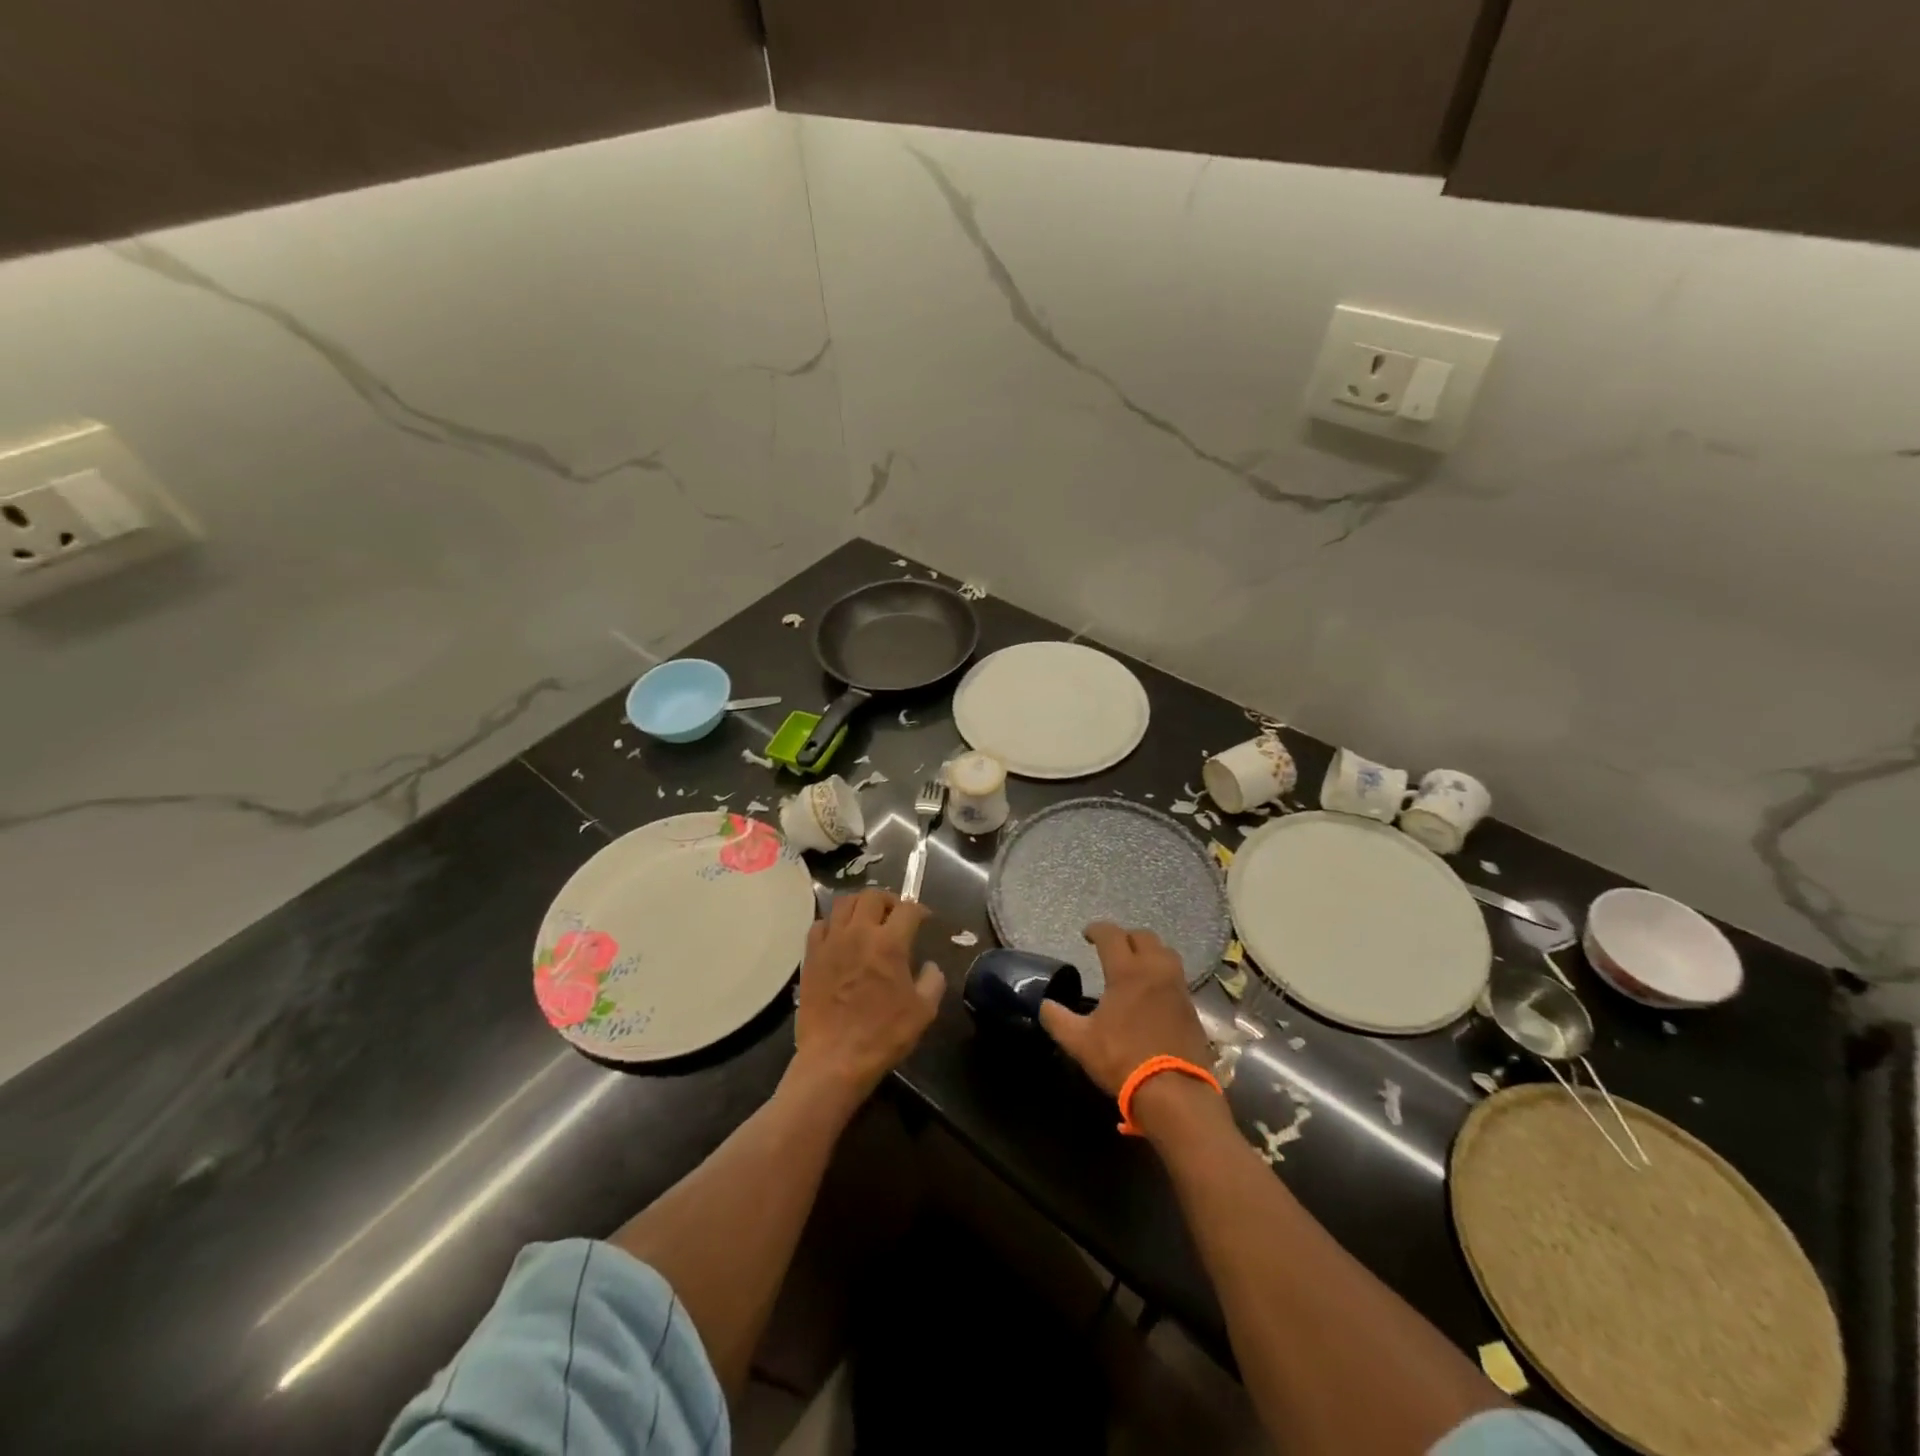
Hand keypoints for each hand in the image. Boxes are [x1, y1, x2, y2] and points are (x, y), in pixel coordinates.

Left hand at [791, 890, 943, 1105]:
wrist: (835, 1059)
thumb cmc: (883, 1035)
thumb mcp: (923, 1011)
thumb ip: (933, 981)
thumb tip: (930, 966)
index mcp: (890, 943)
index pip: (908, 909)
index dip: (920, 910)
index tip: (924, 919)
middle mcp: (859, 933)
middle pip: (873, 896)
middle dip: (889, 900)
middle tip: (895, 914)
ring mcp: (831, 942)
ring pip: (844, 903)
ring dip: (860, 905)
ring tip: (867, 918)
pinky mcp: (811, 956)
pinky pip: (820, 924)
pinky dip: (833, 923)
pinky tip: (839, 936)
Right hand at [1038, 923, 1212, 1096]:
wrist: (1174, 1092)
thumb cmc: (1123, 1059)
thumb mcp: (1080, 1042)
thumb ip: (1057, 1019)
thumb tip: (1044, 1005)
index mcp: (1127, 971)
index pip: (1112, 935)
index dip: (1097, 930)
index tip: (1086, 935)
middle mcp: (1155, 970)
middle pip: (1143, 936)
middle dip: (1125, 937)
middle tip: (1111, 949)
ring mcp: (1177, 987)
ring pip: (1165, 952)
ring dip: (1148, 951)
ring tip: (1135, 964)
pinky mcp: (1191, 1006)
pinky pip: (1176, 976)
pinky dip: (1161, 973)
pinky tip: (1152, 991)